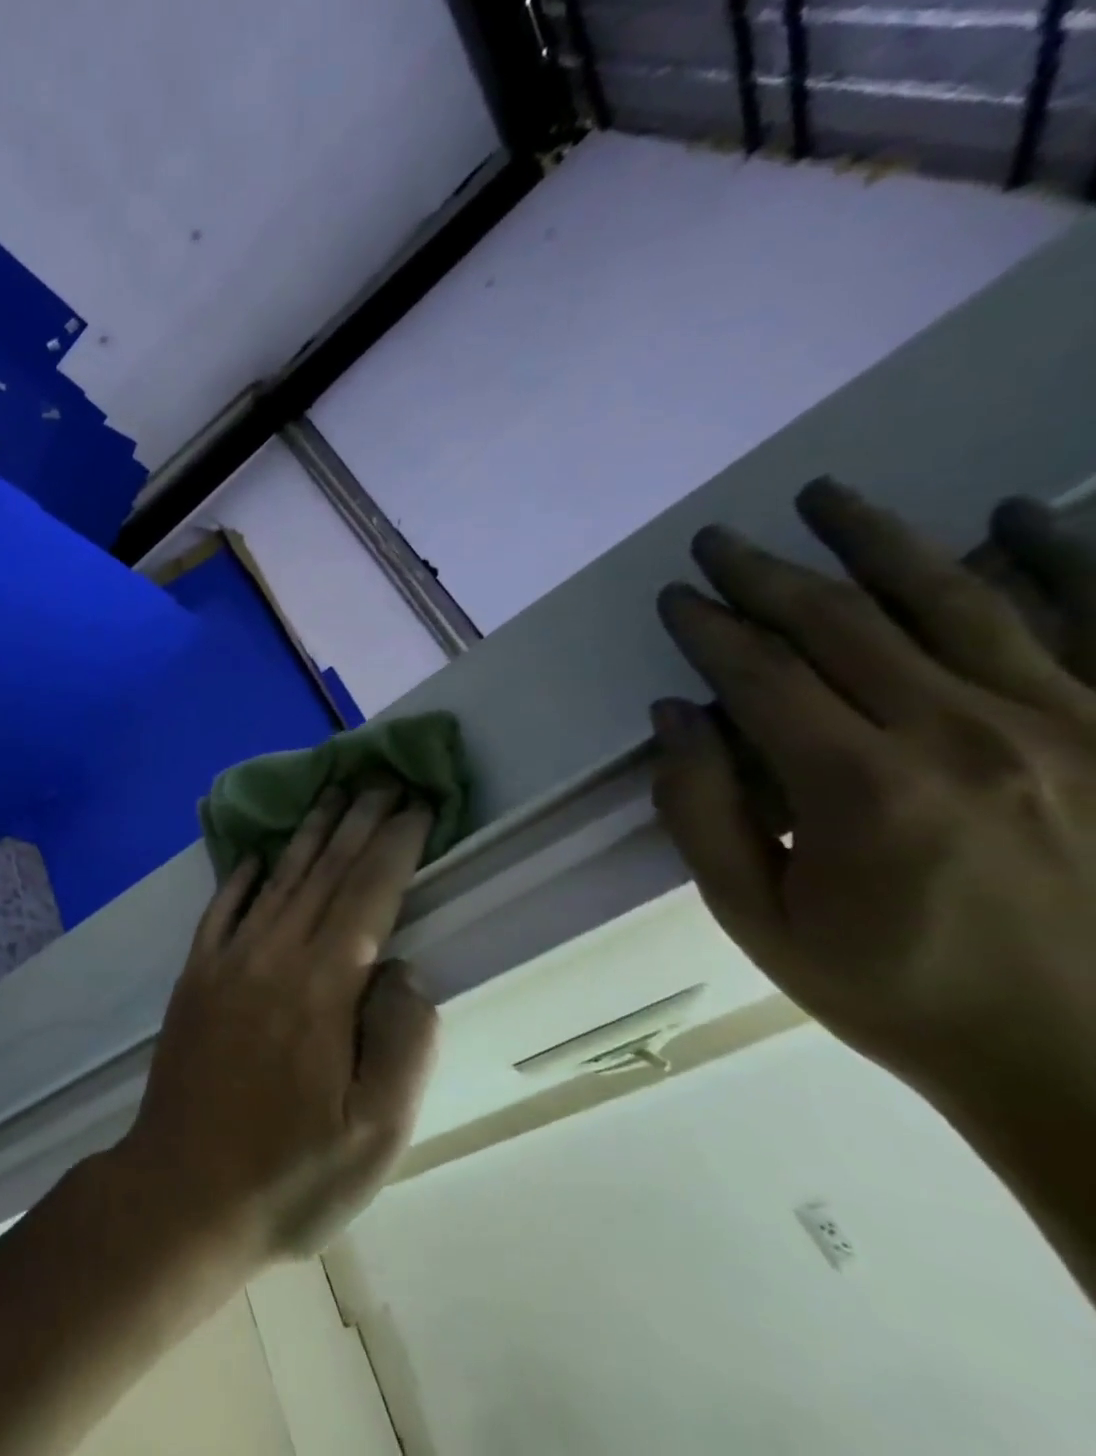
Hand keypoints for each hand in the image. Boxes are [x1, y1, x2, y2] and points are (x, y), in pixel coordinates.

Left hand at [112, 783, 436, 1265]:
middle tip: (380, 778)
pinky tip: (252, 854)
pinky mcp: (194, 976)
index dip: (396, 845)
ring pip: (276, 881)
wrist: (179, 1192)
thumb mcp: (375, 1133)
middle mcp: (272, 954)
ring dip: (306, 835)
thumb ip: (402, 1040)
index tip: (418, 804)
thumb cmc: (289, 1173)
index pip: (368, 893)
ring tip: (330, 795)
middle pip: (324, 873)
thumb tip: (401, 967)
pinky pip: (221, 909)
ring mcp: (226, 961)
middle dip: (357, 823)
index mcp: (322, 986)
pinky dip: (240, 876)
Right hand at [650, 481, 1095, 1110]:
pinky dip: (1057, 557)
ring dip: (879, 540)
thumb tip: (676, 718)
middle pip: (844, 623)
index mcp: (863, 791)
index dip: (709, 628)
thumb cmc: (896, 992)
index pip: (761, 675)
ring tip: (826, 497)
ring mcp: (1075, 723)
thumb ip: (701, 813)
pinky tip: (1009, 516)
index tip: (675, 597)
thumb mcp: (756, 919)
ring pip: (956, 599)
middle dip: (767, 573)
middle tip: (720, 538)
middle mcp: (968, 735)